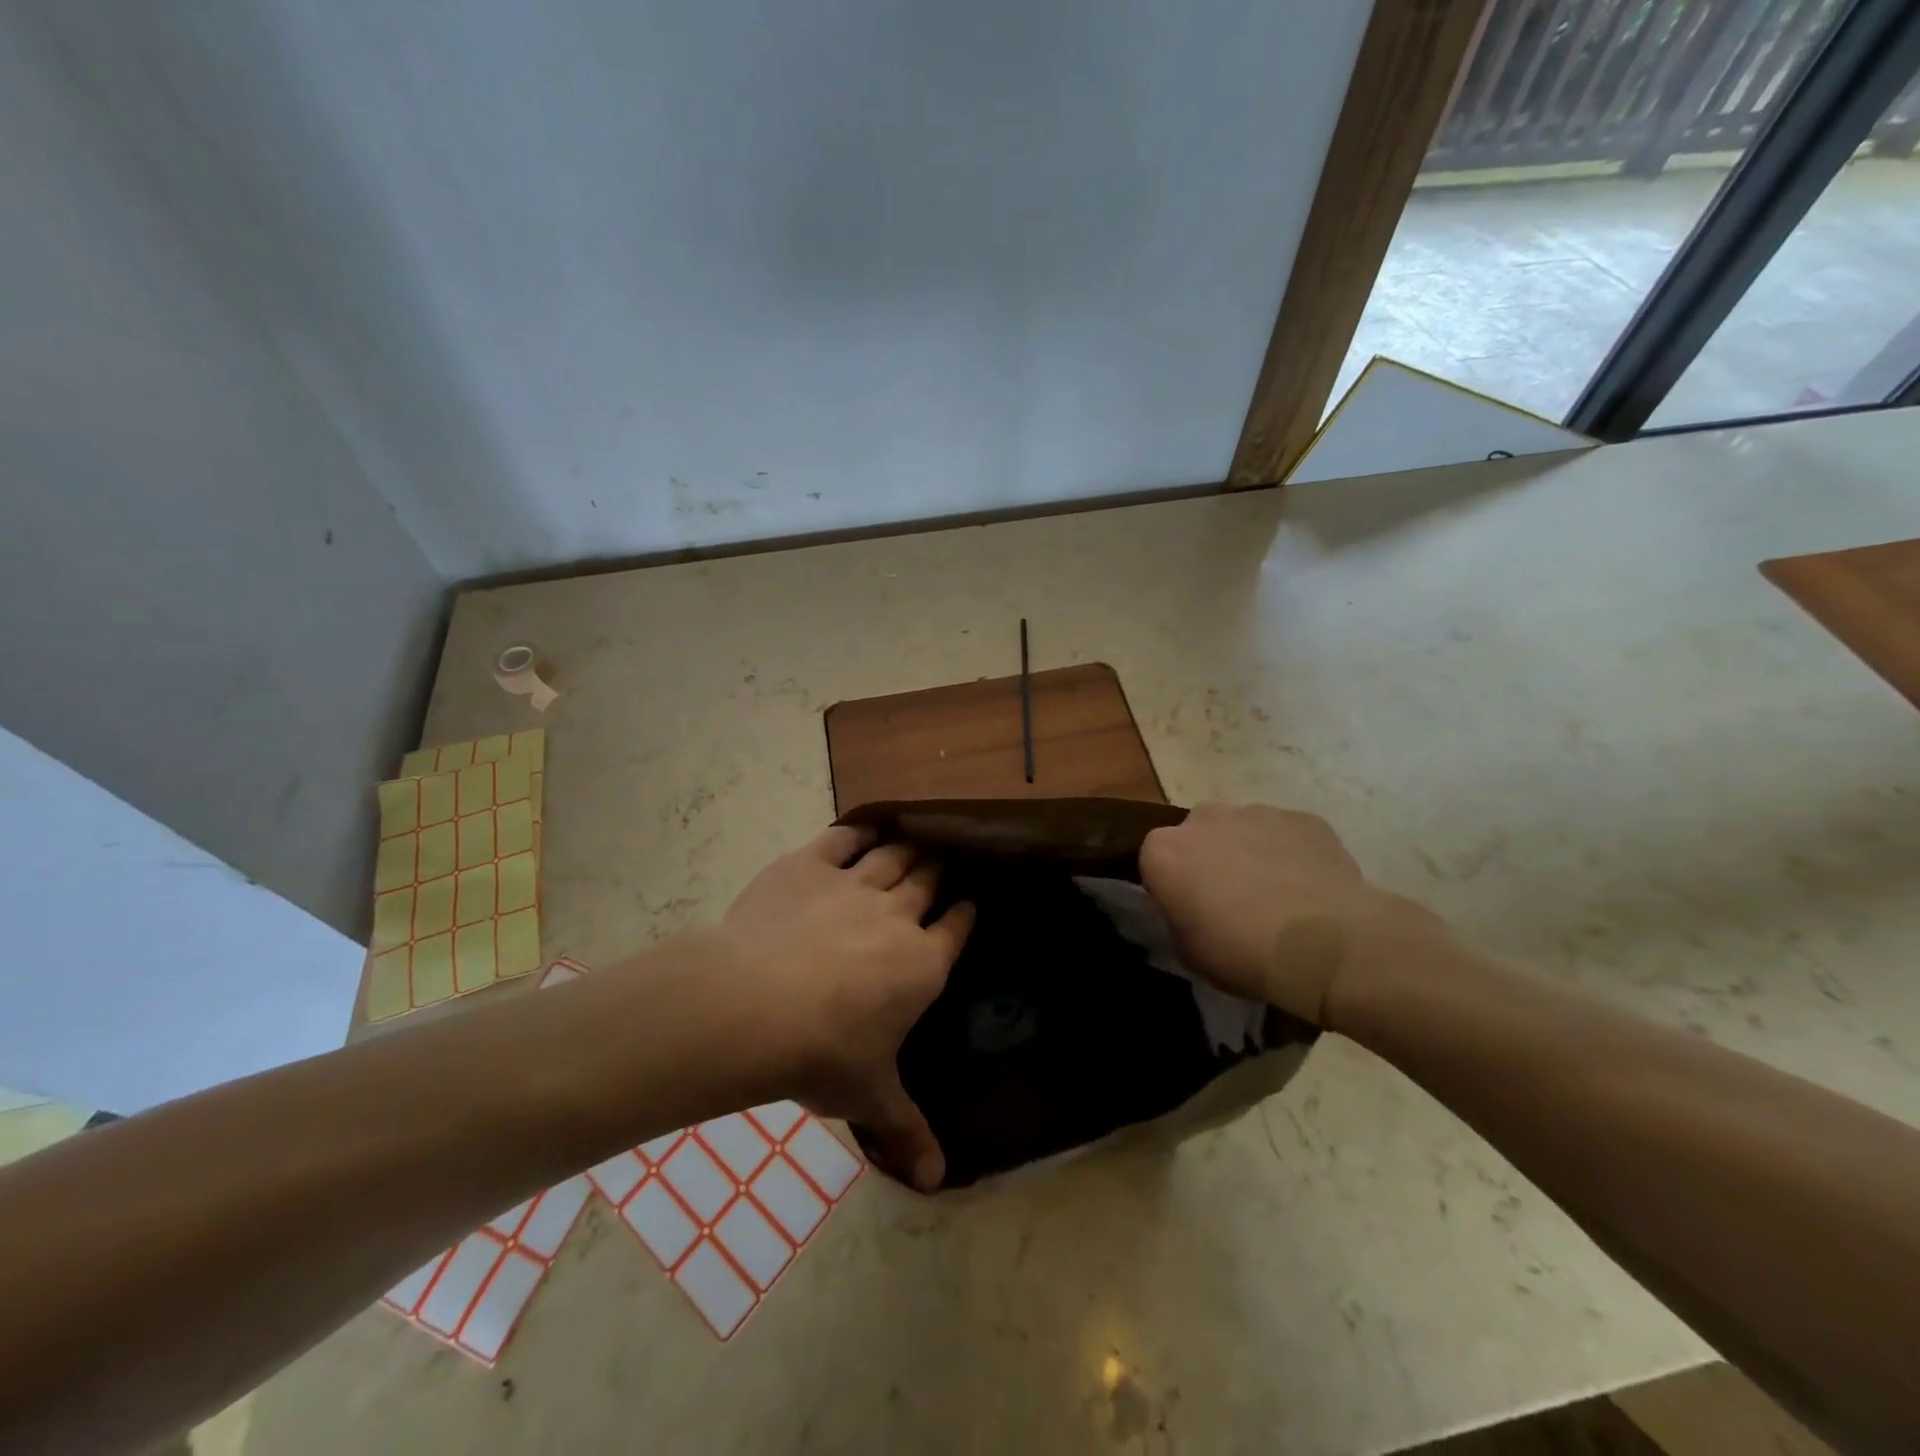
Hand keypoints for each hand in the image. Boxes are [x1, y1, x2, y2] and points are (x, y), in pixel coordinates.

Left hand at [716, 826, 972, 1191]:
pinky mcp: (811, 865)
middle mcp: (897, 915)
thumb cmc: (822, 1054)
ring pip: (893, 855)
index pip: (957, 927)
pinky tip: (862, 829)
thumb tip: (939, 1184)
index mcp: (922, 964)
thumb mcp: (868, 1097)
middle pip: (928, 879)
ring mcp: (854, 884)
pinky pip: (842, 838)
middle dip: (939, 871)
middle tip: (941, 866)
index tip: (969, 903)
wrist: (753, 1006)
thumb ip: (906, 1131)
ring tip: (913, 843)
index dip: (965, 913)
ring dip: (907, 849)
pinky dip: (856, 831)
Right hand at [1139, 803, 1444, 1026]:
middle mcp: (1203, 818)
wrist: (1328, 945)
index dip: (1171, 886)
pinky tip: (1308, 889)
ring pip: (1242, 830)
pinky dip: (1290, 854)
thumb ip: (1177, 917)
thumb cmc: (1243, 953)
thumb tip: (1189, 908)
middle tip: (1229, 901)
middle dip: (1208, 860)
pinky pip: (1285, 834)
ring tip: (1275, 897)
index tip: (1188, 912)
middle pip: (1197, 836)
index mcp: (1164, 850)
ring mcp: (1255, 812)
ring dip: (1249, 854)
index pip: (1154, 861)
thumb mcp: (1187, 951)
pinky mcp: (1302, 818)